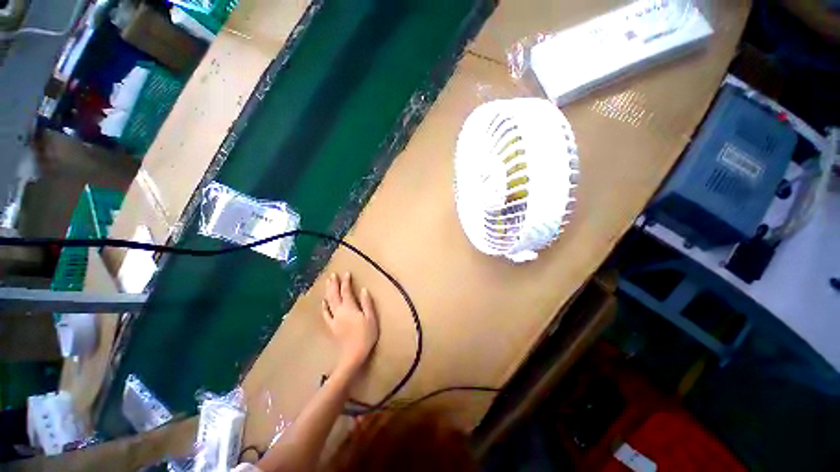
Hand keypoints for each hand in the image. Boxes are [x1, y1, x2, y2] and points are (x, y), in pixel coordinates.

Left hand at [322, 272, 378, 375]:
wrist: (354, 354)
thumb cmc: (366, 335)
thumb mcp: (371, 318)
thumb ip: (367, 303)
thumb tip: (363, 289)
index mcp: (350, 308)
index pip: (346, 291)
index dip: (346, 281)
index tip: (346, 273)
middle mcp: (340, 311)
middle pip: (335, 295)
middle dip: (333, 284)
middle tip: (332, 274)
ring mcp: (334, 319)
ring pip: (329, 302)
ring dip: (328, 291)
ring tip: (327, 282)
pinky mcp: (331, 326)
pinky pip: (325, 314)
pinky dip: (324, 306)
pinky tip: (323, 301)